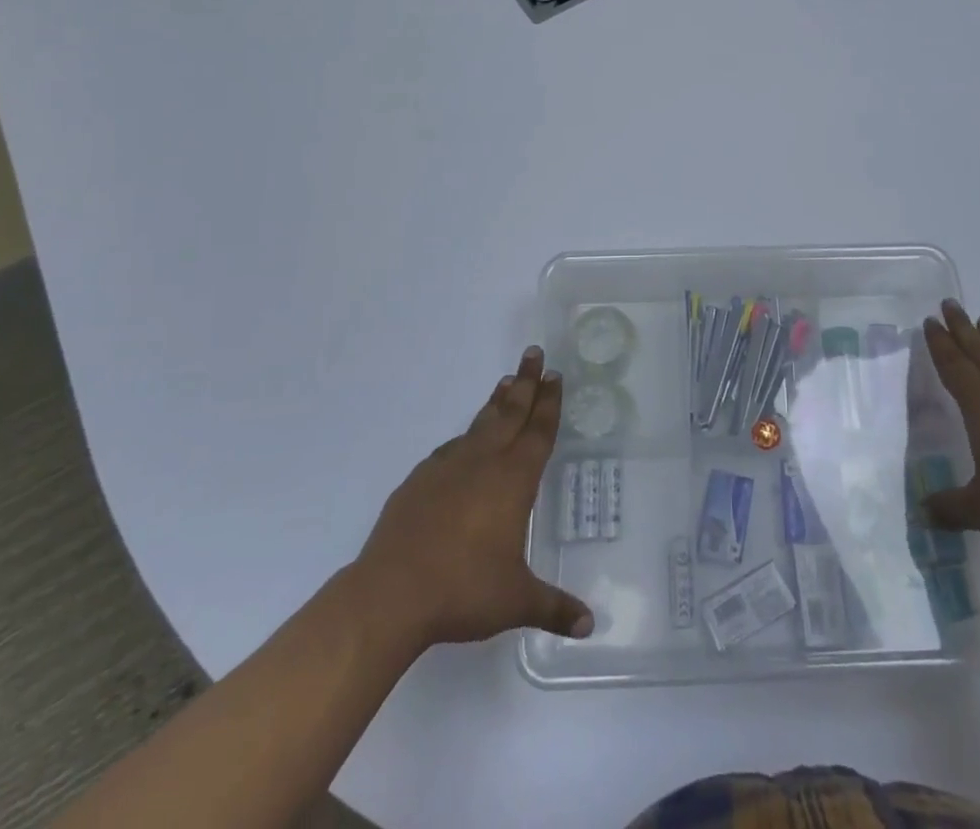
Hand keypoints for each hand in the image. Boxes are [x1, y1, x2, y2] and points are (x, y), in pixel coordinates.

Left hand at [356, 346, 592, 649]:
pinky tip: (464, 440)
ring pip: (480, 423)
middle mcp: (484, 463)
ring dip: (496, 402)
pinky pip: (450, 448)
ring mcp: (447, 467)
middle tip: (534, 353)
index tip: (555, 375)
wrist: (391, 593)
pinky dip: (465, 436)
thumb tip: (588, 626)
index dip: (549, 403)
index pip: (538, 432)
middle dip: (526, 382)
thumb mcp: (516, 600)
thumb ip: (554, 607)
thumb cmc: (463, 591)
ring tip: (506, 382)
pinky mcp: (419, 480)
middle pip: (511, 412)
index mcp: (513, 480)